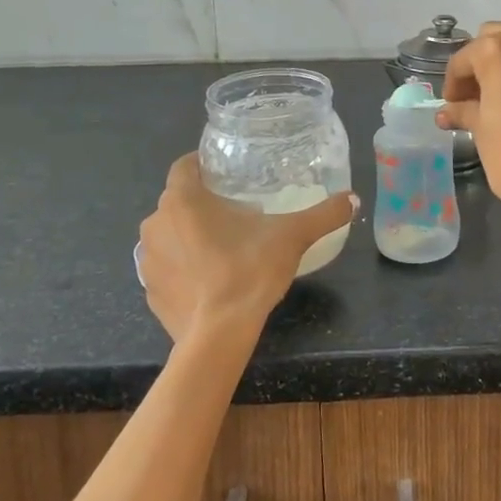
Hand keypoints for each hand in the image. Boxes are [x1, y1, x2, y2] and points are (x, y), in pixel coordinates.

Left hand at [138, 155, 356, 348]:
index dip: (203, 165)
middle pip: (178, 201)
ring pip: (169, 235)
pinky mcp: (149, 291)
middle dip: (201, 204)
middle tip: (235, 213)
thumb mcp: (293, 237)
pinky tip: (208, 281)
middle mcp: (156, 223)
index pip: (184, 166)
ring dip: (188, 237)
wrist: (218, 335)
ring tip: (221, 247)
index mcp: (183, 200)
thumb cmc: (250, 271)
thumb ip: (324, 214)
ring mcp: (147, 260)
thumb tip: (353, 199)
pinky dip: (183, 269)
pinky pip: (166, 268)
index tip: (225, 174)